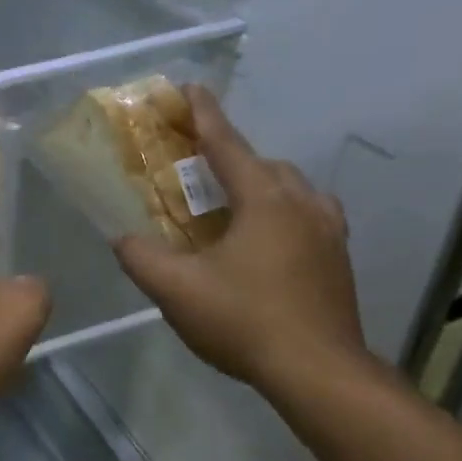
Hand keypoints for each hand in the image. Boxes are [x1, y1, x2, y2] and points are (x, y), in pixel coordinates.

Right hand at [115, 87, 366, 390]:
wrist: (319, 372)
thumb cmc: (245, 321)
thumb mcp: (177, 290)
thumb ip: (141, 257)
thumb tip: (122, 238)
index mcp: (264, 200)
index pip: (227, 145)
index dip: (204, 115)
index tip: (189, 88)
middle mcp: (302, 203)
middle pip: (262, 163)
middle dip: (229, 156)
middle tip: (197, 168)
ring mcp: (328, 231)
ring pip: (291, 188)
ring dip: (259, 184)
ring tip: (231, 204)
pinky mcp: (339, 258)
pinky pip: (308, 214)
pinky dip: (282, 211)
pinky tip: (267, 239)